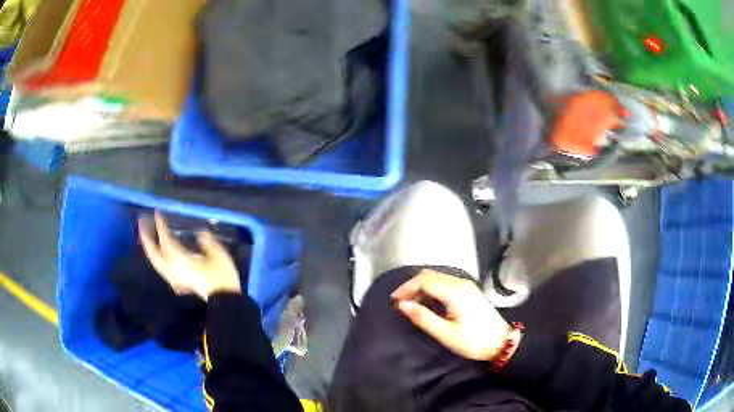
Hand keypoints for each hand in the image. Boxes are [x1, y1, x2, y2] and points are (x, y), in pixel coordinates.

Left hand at [139, 212, 241, 299]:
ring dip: (148, 247)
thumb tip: (199, 233)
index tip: (157, 213)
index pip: (166, 240)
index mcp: (181, 260)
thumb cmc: (222, 277)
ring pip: (155, 262)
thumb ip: (207, 242)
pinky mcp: (177, 283)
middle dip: (145, 237)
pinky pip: (160, 268)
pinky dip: (155, 258)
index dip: (160, 226)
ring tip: (146, 234)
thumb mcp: (219, 255)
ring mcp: (174, 277)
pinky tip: (157, 253)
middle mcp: (173, 269)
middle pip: (153, 253)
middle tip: (141, 222)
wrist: (224, 301)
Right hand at [392, 270, 511, 361]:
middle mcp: (460, 283)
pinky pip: (445, 283)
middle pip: (430, 275)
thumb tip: (402, 305)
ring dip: (421, 287)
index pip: (425, 280)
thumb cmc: (473, 340)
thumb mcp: (445, 334)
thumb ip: (423, 318)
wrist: (501, 342)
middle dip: (412, 286)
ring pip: (437, 278)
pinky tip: (427, 303)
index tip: (394, 300)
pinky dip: (432, 289)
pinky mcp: (468, 291)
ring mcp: (466, 286)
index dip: (406, 287)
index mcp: (455, 292)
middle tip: (400, 302)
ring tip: (410, 304)